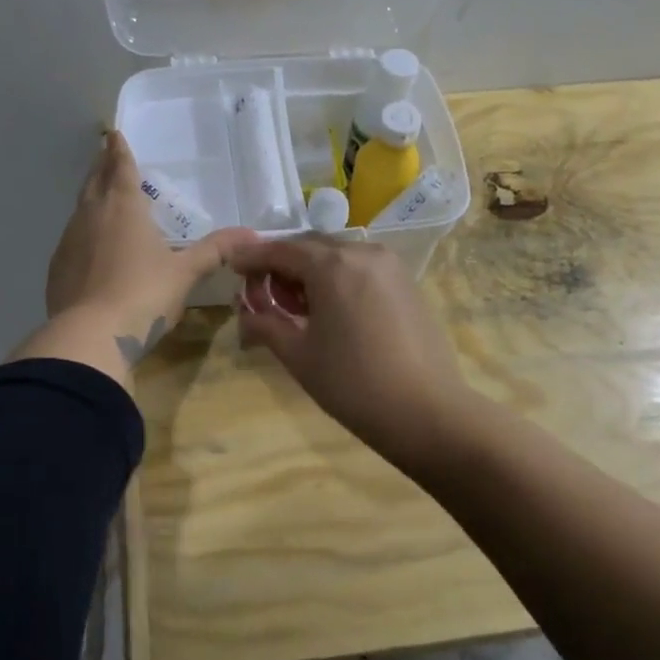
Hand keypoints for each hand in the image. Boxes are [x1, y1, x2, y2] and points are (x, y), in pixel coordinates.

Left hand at [39, 133, 250, 376]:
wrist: (91, 335)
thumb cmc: (144, 295)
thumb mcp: (185, 273)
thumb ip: (215, 251)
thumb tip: (252, 235)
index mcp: (124, 207)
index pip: (120, 168)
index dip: (119, 150)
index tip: (113, 134)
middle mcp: (92, 215)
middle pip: (94, 181)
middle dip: (100, 166)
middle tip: (103, 154)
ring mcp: (69, 241)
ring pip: (80, 209)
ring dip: (90, 197)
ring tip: (98, 196)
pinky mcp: (57, 267)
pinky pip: (71, 239)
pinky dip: (81, 232)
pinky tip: (88, 246)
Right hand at [226, 236, 468, 455]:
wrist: (426, 411)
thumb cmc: (352, 383)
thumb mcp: (298, 354)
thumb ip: (265, 324)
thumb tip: (245, 313)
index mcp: (332, 265)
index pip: (281, 250)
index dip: (253, 258)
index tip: (233, 266)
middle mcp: (363, 252)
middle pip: (311, 248)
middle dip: (283, 266)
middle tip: (264, 295)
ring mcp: (391, 266)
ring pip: (338, 257)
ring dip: (311, 273)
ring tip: (298, 308)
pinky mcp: (407, 284)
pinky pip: (362, 269)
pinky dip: (338, 280)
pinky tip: (331, 311)